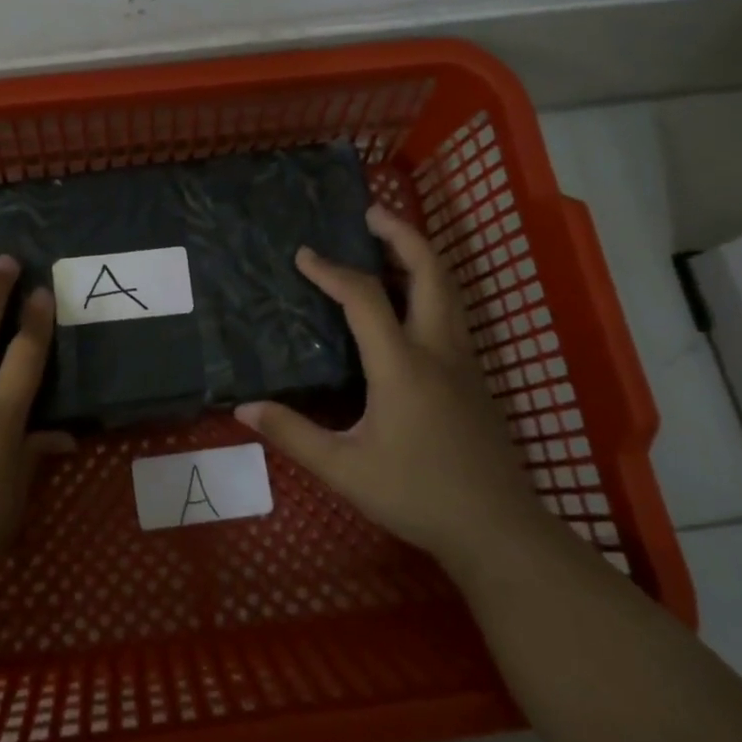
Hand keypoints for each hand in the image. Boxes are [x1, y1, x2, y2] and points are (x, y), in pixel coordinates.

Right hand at [234, 205, 545, 577]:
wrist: (497, 528)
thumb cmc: (417, 495)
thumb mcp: (344, 469)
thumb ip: (293, 434)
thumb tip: (243, 408)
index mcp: (402, 365)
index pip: (363, 298)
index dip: (330, 271)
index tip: (303, 254)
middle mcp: (437, 349)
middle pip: (429, 271)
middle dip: (401, 234)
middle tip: (370, 212)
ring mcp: (463, 361)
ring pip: (448, 289)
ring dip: (418, 257)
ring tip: (387, 244)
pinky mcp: (474, 377)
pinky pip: (450, 313)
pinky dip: (429, 287)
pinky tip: (408, 303)